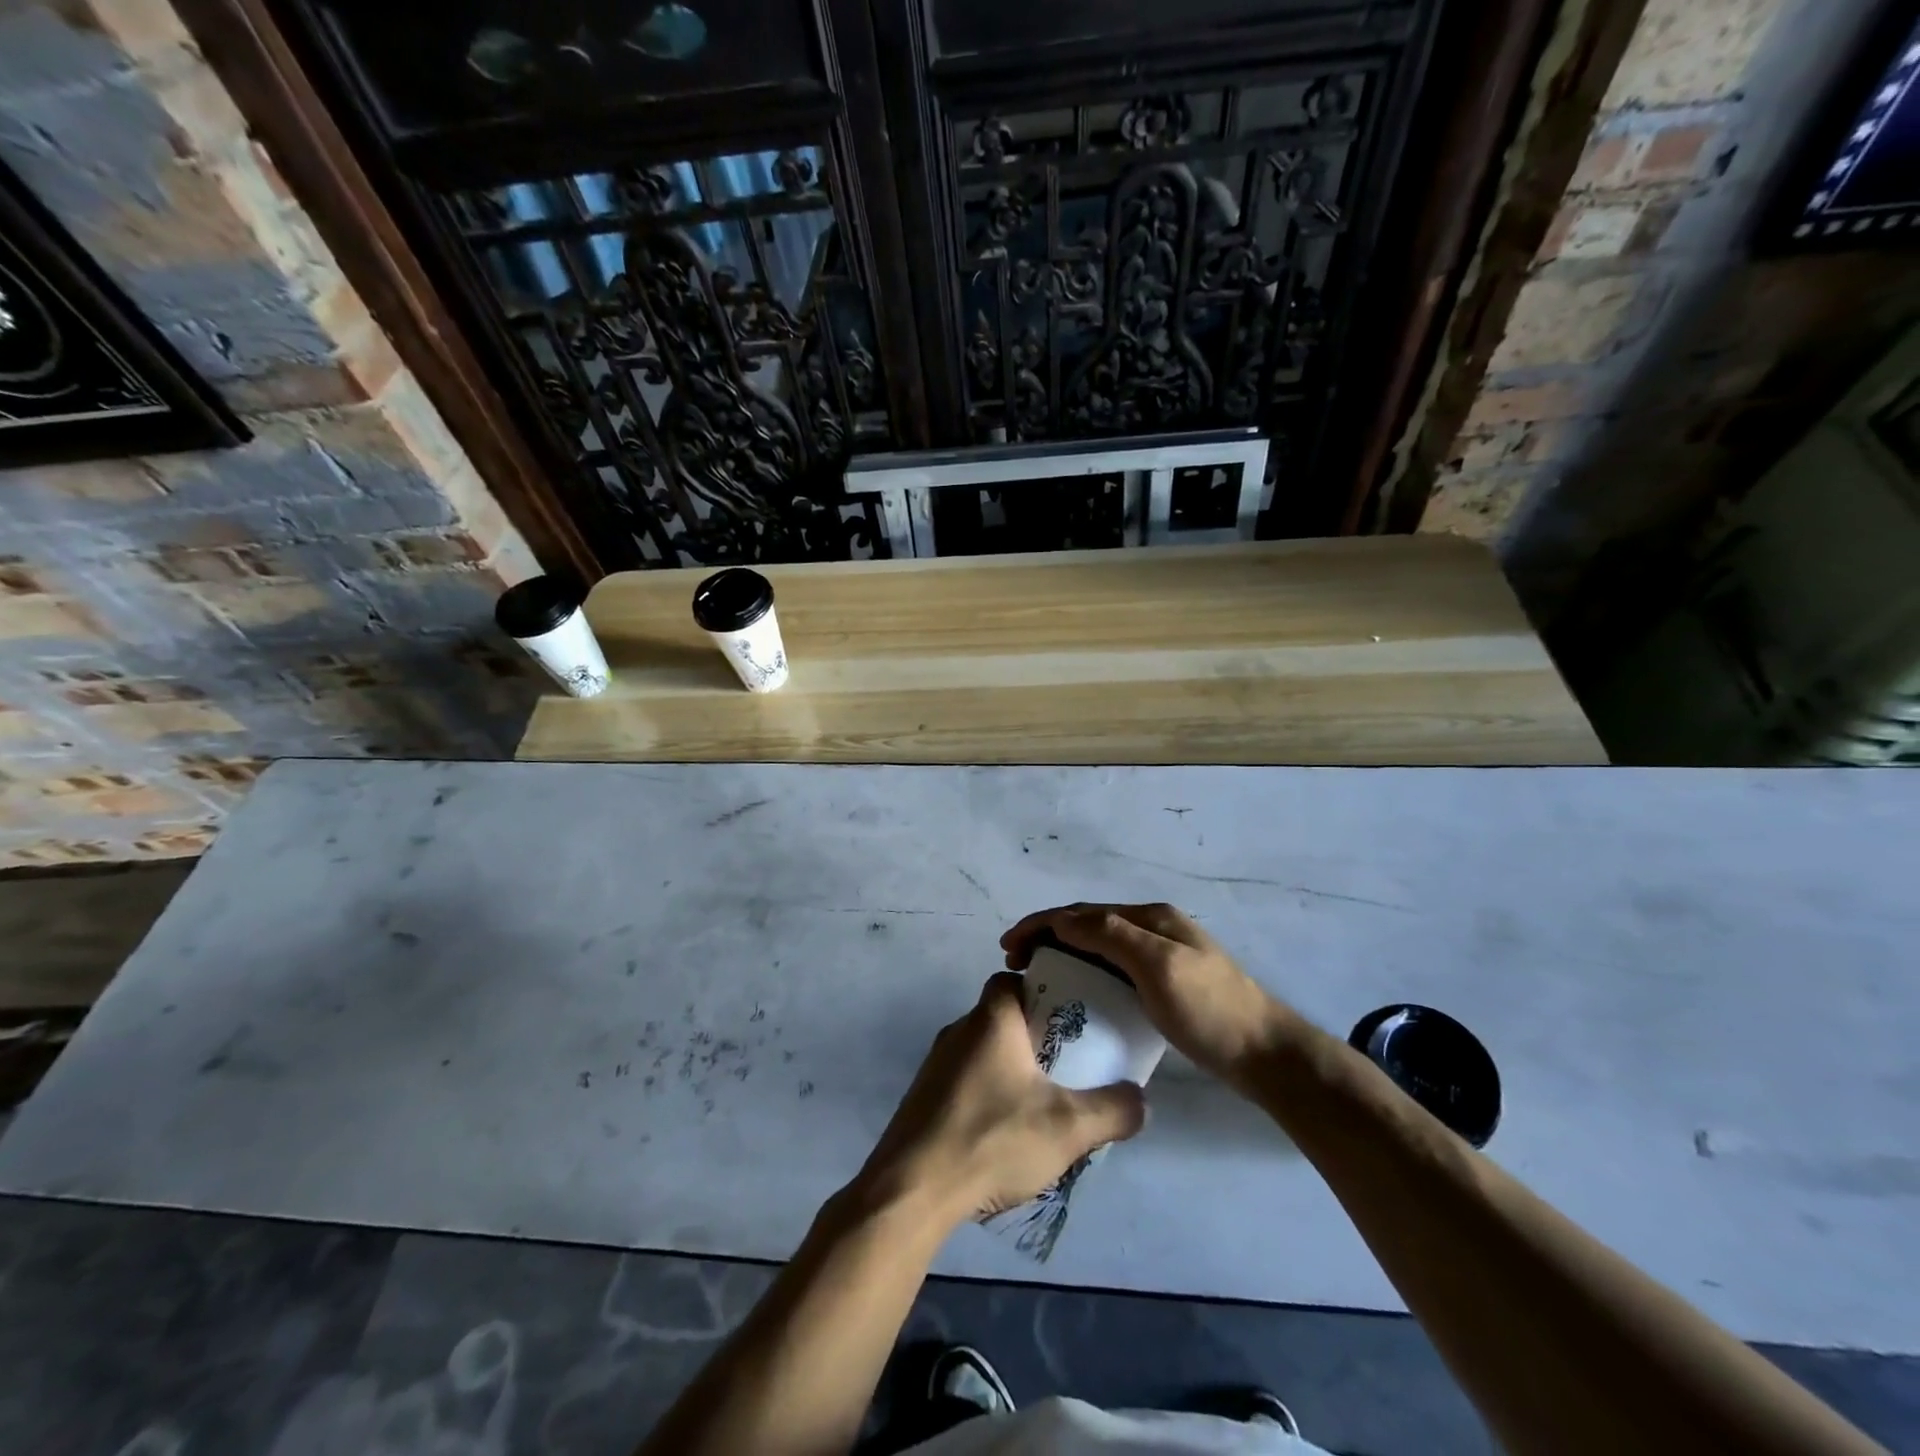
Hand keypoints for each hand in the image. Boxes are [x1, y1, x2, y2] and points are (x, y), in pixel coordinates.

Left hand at [854, 973, 1145, 1228]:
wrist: (912, 1189)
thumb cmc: (992, 1139)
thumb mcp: (1068, 1128)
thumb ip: (1113, 1110)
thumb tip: (1141, 1099)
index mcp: (990, 1019)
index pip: (1012, 979)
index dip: (1041, 989)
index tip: (1069, 1017)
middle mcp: (959, 1030)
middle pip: (1002, 1016)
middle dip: (1035, 1034)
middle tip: (1067, 1065)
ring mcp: (936, 1064)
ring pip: (983, 1050)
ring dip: (1011, 1067)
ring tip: (1042, 1101)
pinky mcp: (924, 1098)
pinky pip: (965, 1080)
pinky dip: (988, 1092)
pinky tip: (1005, 1130)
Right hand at [1002, 903, 1296, 1089]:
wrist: (1265, 1055)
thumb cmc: (1209, 1010)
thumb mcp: (1158, 966)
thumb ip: (1111, 935)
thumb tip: (1062, 919)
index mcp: (1150, 918)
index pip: (1082, 912)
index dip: (1041, 923)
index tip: (1008, 947)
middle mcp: (1152, 929)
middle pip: (1088, 924)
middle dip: (1047, 936)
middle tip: (1015, 963)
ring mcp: (1160, 957)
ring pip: (1099, 947)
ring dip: (1064, 954)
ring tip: (1037, 976)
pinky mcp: (1164, 985)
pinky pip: (1113, 969)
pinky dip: (1086, 973)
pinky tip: (1077, 994)